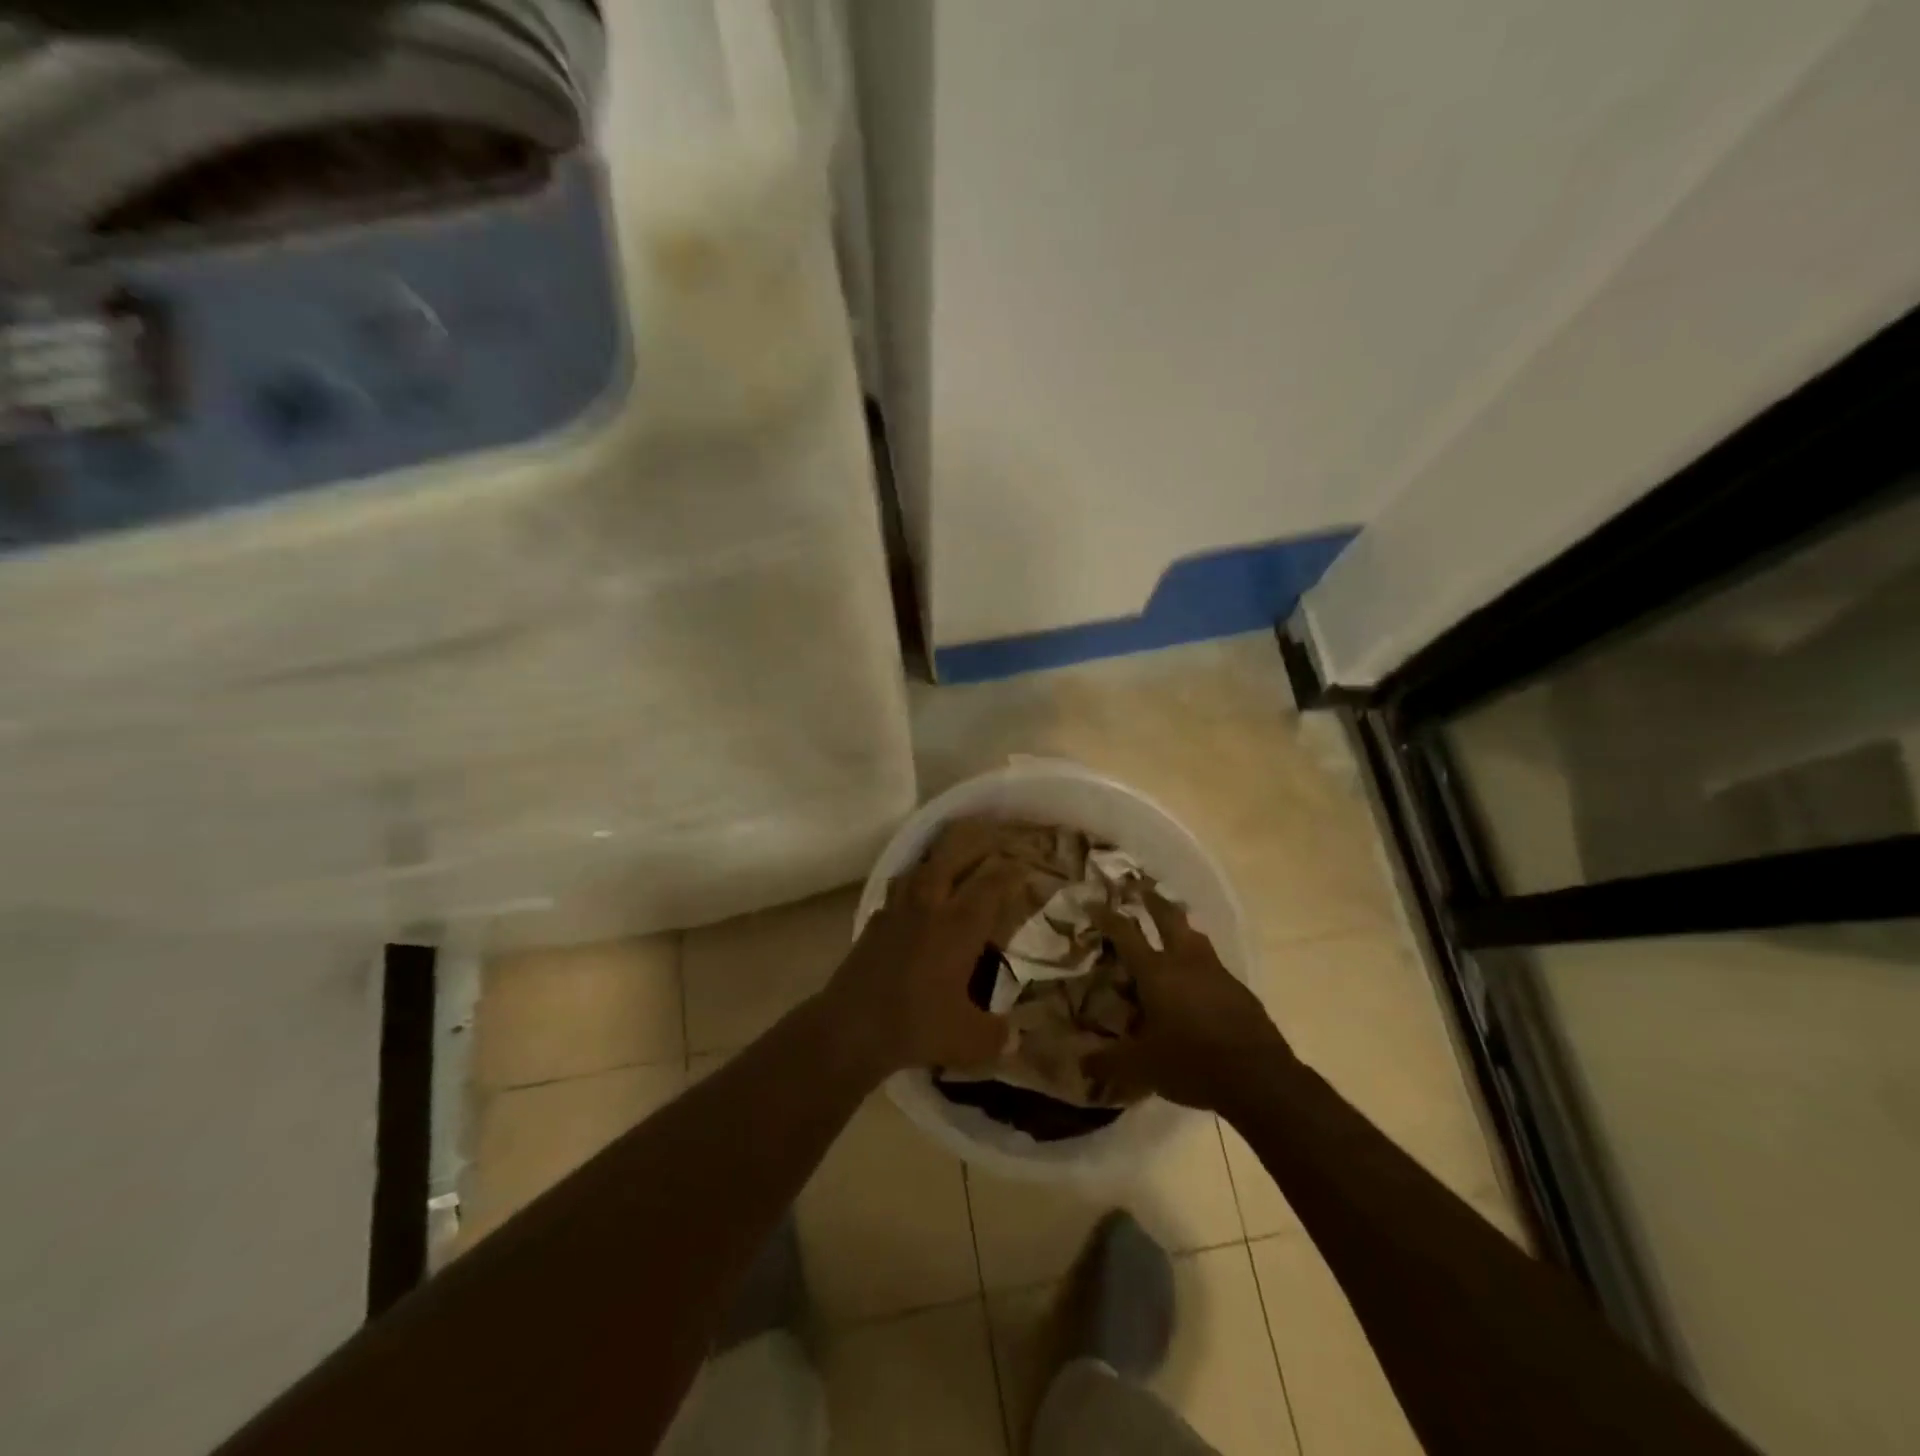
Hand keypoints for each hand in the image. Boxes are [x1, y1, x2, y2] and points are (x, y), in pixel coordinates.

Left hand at [819, 818, 1045, 1075]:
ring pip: (920, 869)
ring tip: (950, 865)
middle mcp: (930, 906)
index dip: (1011, 872)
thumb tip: (1014, 1038)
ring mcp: (897, 911)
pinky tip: (913, 903)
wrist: (851, 1027)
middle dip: (973, 846)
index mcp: (959, 925)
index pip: (991, 884)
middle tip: (990, 842)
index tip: (1024, 867)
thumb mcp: (970, 1040)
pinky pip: (897, 892)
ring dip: (938, 862)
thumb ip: (997, 1035)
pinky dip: (911, 888)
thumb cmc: (918, 1025)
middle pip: (952, 859)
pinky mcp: (873, 924)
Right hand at [1086, 891, 1291, 1112]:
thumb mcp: (1142, 1067)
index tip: (1095, 902)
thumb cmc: (1192, 1062)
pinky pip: (1212, 963)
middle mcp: (1185, 961)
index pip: (1126, 933)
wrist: (1259, 1077)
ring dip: (1180, 925)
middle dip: (1152, 900)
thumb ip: (1108, 1062)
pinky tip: (1197, 977)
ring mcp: (1216, 972)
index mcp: (1157, 972)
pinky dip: (1199, 959)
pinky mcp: (1238, 989)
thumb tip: (1080, 1064)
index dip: (1108, 916)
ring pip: (1195, 936)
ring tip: (1172, 925)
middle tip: (1140, 888)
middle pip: (1168, 917)